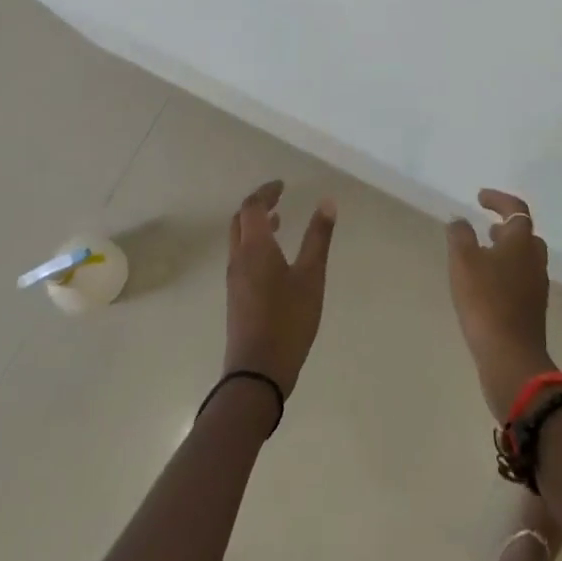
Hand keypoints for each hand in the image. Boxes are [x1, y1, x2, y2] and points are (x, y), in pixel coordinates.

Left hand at [224, 179, 336, 396]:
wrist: (256, 374)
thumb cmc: (287, 321)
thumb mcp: (311, 277)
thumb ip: (318, 238)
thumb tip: (327, 202)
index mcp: (255, 247)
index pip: (252, 206)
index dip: (266, 192)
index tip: (283, 186)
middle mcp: (239, 258)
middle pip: (240, 220)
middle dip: (258, 205)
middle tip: (279, 198)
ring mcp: (234, 279)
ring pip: (239, 239)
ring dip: (255, 225)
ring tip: (279, 222)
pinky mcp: (236, 297)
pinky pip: (242, 256)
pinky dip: (255, 244)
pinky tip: (274, 258)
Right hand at [446, 189, 554, 417]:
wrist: (511, 359)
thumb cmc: (486, 302)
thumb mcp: (463, 261)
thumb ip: (460, 235)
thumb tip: (460, 221)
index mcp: (521, 242)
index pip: (516, 210)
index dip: (499, 199)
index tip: (480, 198)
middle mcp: (534, 261)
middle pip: (526, 235)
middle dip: (507, 227)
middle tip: (487, 227)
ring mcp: (536, 287)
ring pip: (525, 258)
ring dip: (507, 251)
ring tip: (483, 255)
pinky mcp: (532, 311)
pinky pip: (521, 280)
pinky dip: (507, 273)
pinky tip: (487, 285)